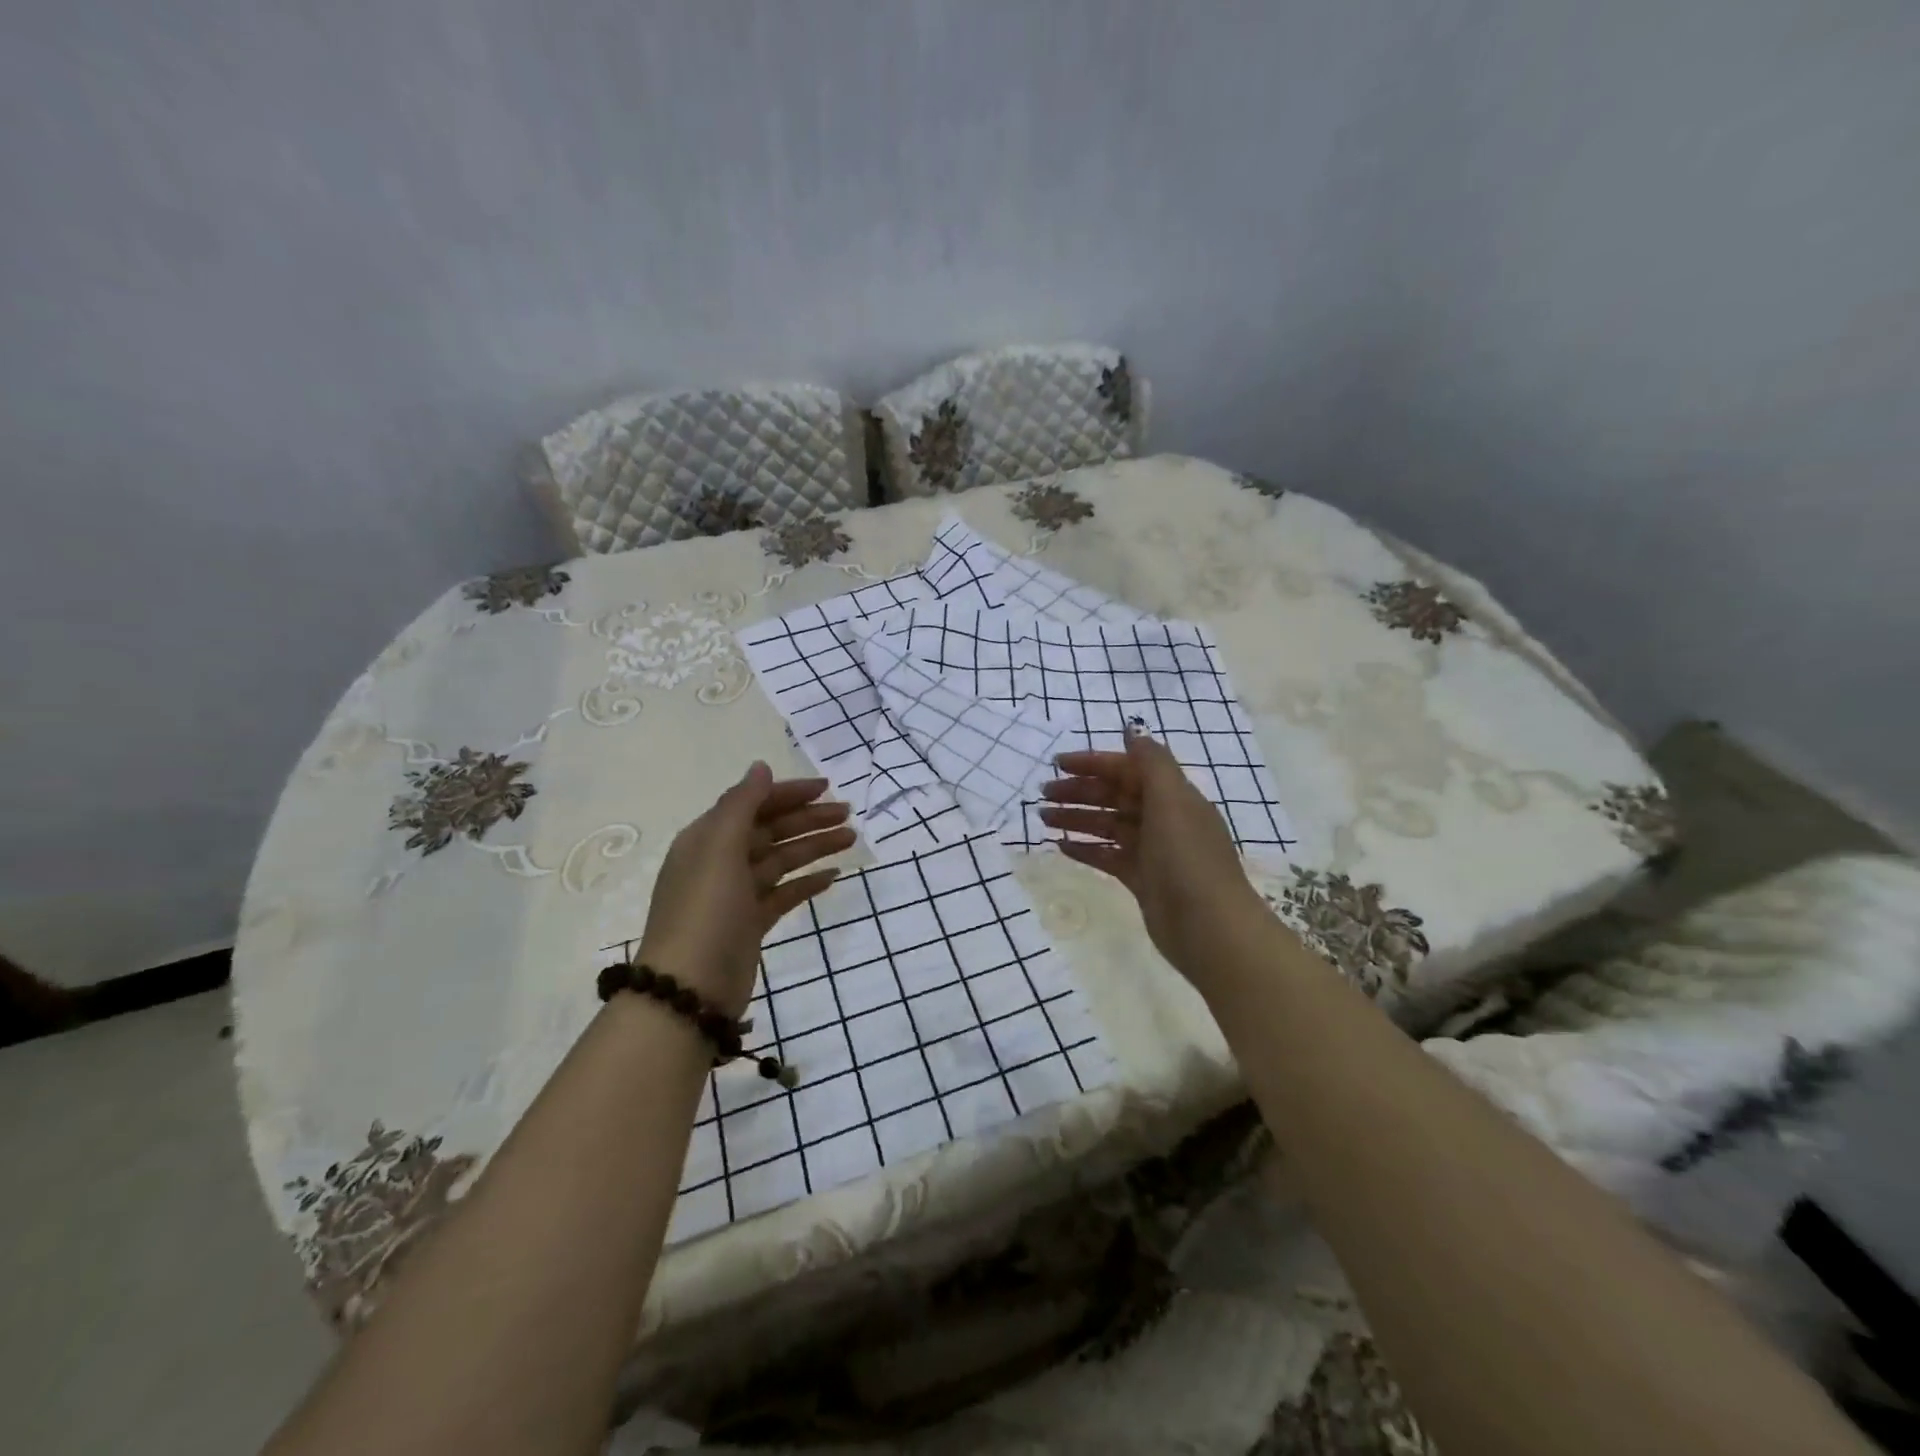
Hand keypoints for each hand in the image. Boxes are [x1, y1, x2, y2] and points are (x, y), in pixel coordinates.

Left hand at [638, 762, 854, 1016]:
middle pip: (770, 830)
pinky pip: (783, 894)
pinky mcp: (750, 924)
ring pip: (781, 860)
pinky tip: (834, 876)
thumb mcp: (719, 848)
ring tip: (851, 839)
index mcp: (708, 838)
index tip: (827, 787)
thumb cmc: (705, 910)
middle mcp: (720, 861)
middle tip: (848, 815)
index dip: (788, 793)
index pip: (753, 804)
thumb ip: (742, 804)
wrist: (690, 990)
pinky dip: (806, 883)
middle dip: (808, 819)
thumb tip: (760, 767)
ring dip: (814, 847)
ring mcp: (736, 895)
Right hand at [1039, 731, 1269, 984]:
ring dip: (1077, 818)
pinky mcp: (1142, 880)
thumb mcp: (1173, 801)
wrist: (1210, 928)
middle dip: (1080, 792)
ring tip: (1043, 819)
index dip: (1094, 763)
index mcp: (1173, 796)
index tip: (1058, 764)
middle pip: (1115, 796)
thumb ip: (1151, 763)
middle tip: (1043, 794)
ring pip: (1108, 826)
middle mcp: (1163, 819)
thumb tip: (1133, 729)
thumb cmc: (1188, 858)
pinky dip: (1086, 849)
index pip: (1128, 769)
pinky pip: (1108, 856)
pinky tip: (1061, 847)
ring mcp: (1153, 851)